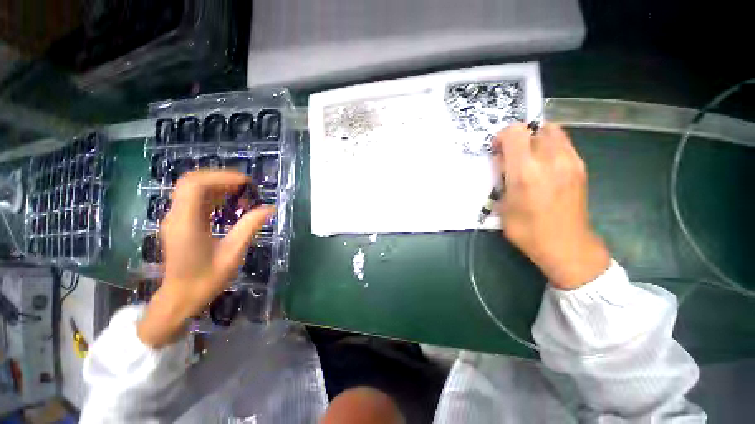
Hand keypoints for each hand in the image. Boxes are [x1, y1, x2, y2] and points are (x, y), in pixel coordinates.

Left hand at [137, 171, 273, 347]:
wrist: (180, 298)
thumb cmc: (207, 279)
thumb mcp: (233, 254)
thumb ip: (249, 227)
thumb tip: (269, 208)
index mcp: (186, 224)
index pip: (195, 185)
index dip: (221, 177)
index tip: (246, 182)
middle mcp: (176, 216)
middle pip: (191, 182)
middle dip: (220, 178)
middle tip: (245, 186)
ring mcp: (175, 219)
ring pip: (191, 189)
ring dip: (217, 185)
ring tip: (241, 193)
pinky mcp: (179, 223)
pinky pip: (193, 199)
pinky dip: (212, 195)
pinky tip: (229, 202)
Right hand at [493, 123, 609, 289]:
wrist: (566, 246)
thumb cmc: (527, 230)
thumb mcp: (503, 205)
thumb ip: (502, 179)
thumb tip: (504, 163)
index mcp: (525, 172)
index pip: (514, 133)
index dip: (502, 137)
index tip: (498, 151)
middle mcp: (550, 160)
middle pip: (534, 129)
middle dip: (519, 138)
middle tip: (512, 157)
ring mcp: (570, 161)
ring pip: (552, 132)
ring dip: (536, 140)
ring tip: (529, 159)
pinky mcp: (581, 167)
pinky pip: (564, 144)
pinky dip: (550, 147)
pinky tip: (545, 167)